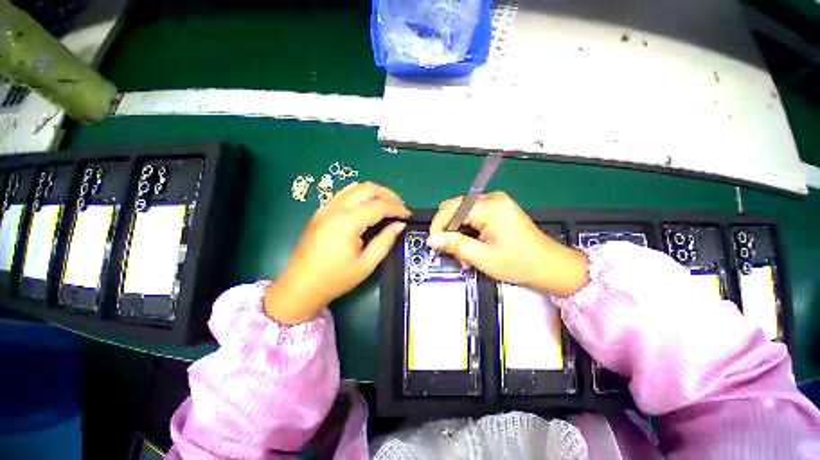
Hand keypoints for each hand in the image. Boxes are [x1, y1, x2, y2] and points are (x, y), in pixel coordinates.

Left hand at [265, 182, 410, 323]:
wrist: (301, 286)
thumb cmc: (336, 278)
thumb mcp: (367, 264)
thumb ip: (385, 241)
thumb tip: (400, 225)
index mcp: (347, 223)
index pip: (378, 206)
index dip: (396, 208)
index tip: (409, 215)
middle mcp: (335, 209)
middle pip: (367, 189)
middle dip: (388, 194)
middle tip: (400, 207)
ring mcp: (326, 208)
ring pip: (355, 187)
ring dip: (375, 192)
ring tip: (387, 204)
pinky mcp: (321, 211)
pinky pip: (344, 194)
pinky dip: (361, 195)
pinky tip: (368, 206)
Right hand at [427, 192, 587, 296]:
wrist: (550, 267)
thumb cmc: (519, 263)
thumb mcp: (483, 257)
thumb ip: (455, 245)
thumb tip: (432, 239)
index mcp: (489, 207)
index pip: (451, 208)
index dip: (438, 226)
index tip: (434, 244)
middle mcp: (491, 199)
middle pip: (456, 210)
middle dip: (449, 232)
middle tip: (453, 254)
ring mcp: (495, 204)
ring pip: (462, 216)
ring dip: (459, 236)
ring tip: (465, 258)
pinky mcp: (498, 211)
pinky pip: (473, 218)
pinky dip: (468, 234)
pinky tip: (472, 250)